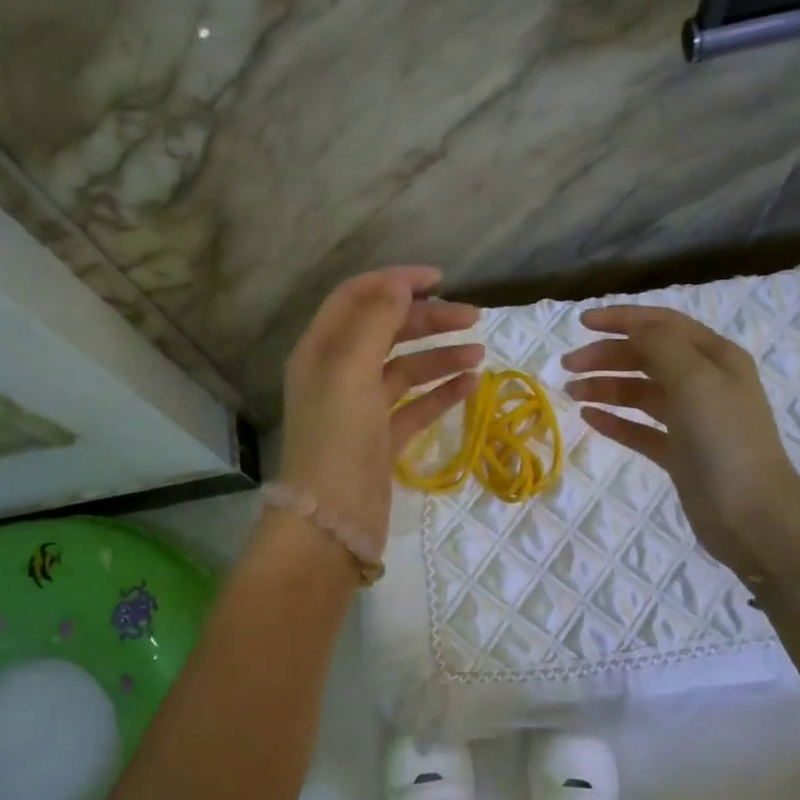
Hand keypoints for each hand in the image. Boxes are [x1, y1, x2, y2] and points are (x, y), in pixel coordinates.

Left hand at [279, 267, 482, 555]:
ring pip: (405, 369)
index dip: (395, 282)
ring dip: (440, 356)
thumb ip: (375, 322)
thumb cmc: (337, 438)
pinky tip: (471, 385)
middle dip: (427, 319)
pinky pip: (415, 406)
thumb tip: (399, 284)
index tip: (440, 279)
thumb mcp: (351, 370)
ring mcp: (361, 409)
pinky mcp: (381, 439)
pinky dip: (440, 393)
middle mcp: (339, 374)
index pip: (357, 298)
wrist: (332, 520)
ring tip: (479, 354)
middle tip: (473, 317)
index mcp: (321, 350)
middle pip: (386, 331)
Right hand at [562, 306, 799, 579]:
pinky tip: (590, 418)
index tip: (581, 322)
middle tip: (568, 365)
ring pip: (641, 393)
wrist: (752, 515)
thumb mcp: (695, 380)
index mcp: (716, 358)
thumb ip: (661, 346)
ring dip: (607, 387)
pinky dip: (616, 421)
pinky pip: (641, 429)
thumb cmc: (724, 440)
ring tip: (572, 393)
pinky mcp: (680, 453)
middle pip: (648, 357)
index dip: (622, 319)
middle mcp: (705, 383)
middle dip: (608, 355)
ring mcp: (692, 420)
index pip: (663, 325)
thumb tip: (633, 326)